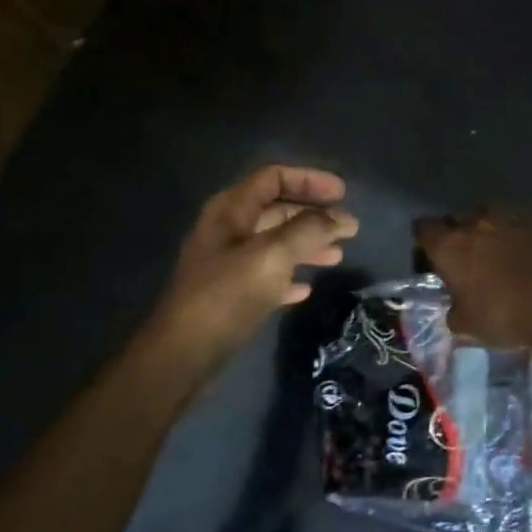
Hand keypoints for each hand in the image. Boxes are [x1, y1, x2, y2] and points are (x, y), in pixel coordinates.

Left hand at [152, 165, 358, 358]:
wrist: (183, 354)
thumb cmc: (226, 296)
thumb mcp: (271, 256)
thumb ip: (308, 230)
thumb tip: (341, 217)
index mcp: (231, 211)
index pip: (273, 178)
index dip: (309, 179)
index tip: (343, 194)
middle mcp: (228, 231)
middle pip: (277, 210)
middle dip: (314, 216)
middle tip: (349, 229)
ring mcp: (228, 264)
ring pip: (275, 243)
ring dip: (307, 246)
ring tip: (337, 257)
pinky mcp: (231, 295)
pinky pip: (267, 276)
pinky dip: (289, 277)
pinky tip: (306, 290)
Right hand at [413, 205, 531, 349]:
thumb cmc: (501, 315)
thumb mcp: (466, 326)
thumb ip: (455, 312)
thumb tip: (456, 309)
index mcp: (450, 246)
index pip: (424, 229)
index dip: (425, 242)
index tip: (431, 258)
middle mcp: (478, 223)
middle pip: (459, 218)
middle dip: (460, 234)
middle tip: (468, 259)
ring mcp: (514, 218)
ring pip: (495, 211)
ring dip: (495, 226)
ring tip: (502, 246)